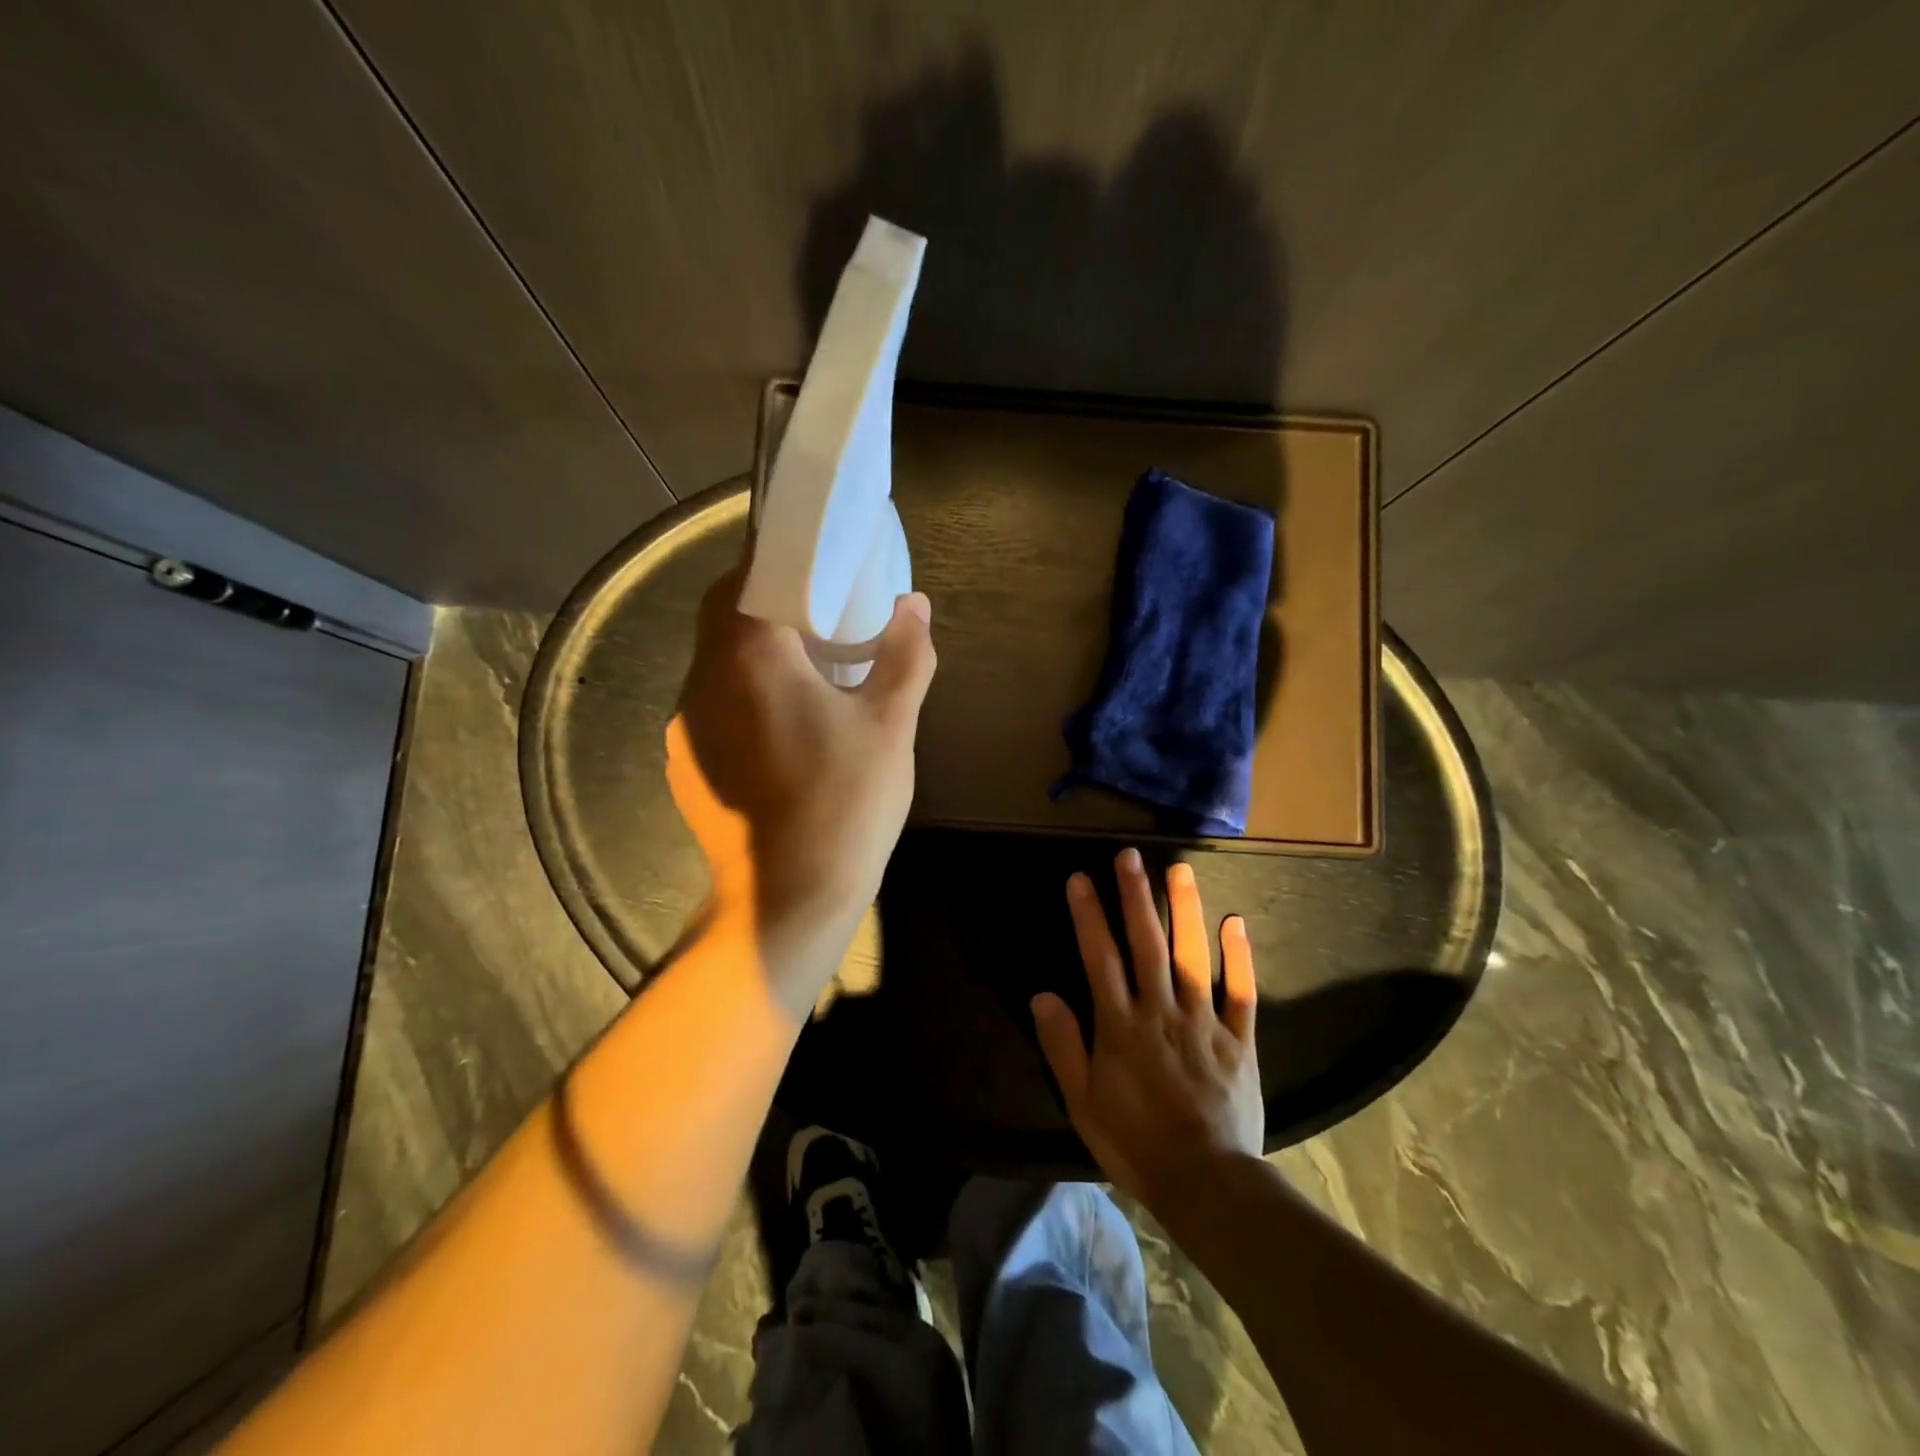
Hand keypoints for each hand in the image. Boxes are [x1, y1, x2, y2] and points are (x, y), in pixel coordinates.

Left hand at [666, 565, 935, 1017]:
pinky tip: (782, 728)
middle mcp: (702, 682)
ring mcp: (686, 728)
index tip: (812, 567)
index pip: (745, 577)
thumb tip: (915, 605)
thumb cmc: (845, 804)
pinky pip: (712, 707)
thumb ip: (905, 656)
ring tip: (806, 670)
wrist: (785, 901)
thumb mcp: (891, 726)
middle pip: (722, 618)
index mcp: (749, 658)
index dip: (776, 562)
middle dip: (766, 605)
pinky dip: (743, 696)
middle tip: (818, 616)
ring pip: (715, 664)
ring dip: (753, 654)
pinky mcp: (685, 766)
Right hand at [1031, 848, 1262, 1210]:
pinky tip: (1235, 921)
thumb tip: (1042, 994)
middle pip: (1146, 944)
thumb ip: (1063, 1045)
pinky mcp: (1238, 1039)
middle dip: (1135, 897)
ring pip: (1192, 956)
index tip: (1080, 878)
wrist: (1207, 1183)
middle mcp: (1160, 1011)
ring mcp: (1203, 1022)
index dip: (1088, 916)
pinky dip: (1239, 957)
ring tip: (1179, 869)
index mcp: (1120, 1026)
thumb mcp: (1083, 1102)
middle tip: (1130, 856)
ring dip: (1185, 910)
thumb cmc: (1136, 1143)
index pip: (1099, 958)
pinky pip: (1240, 992)